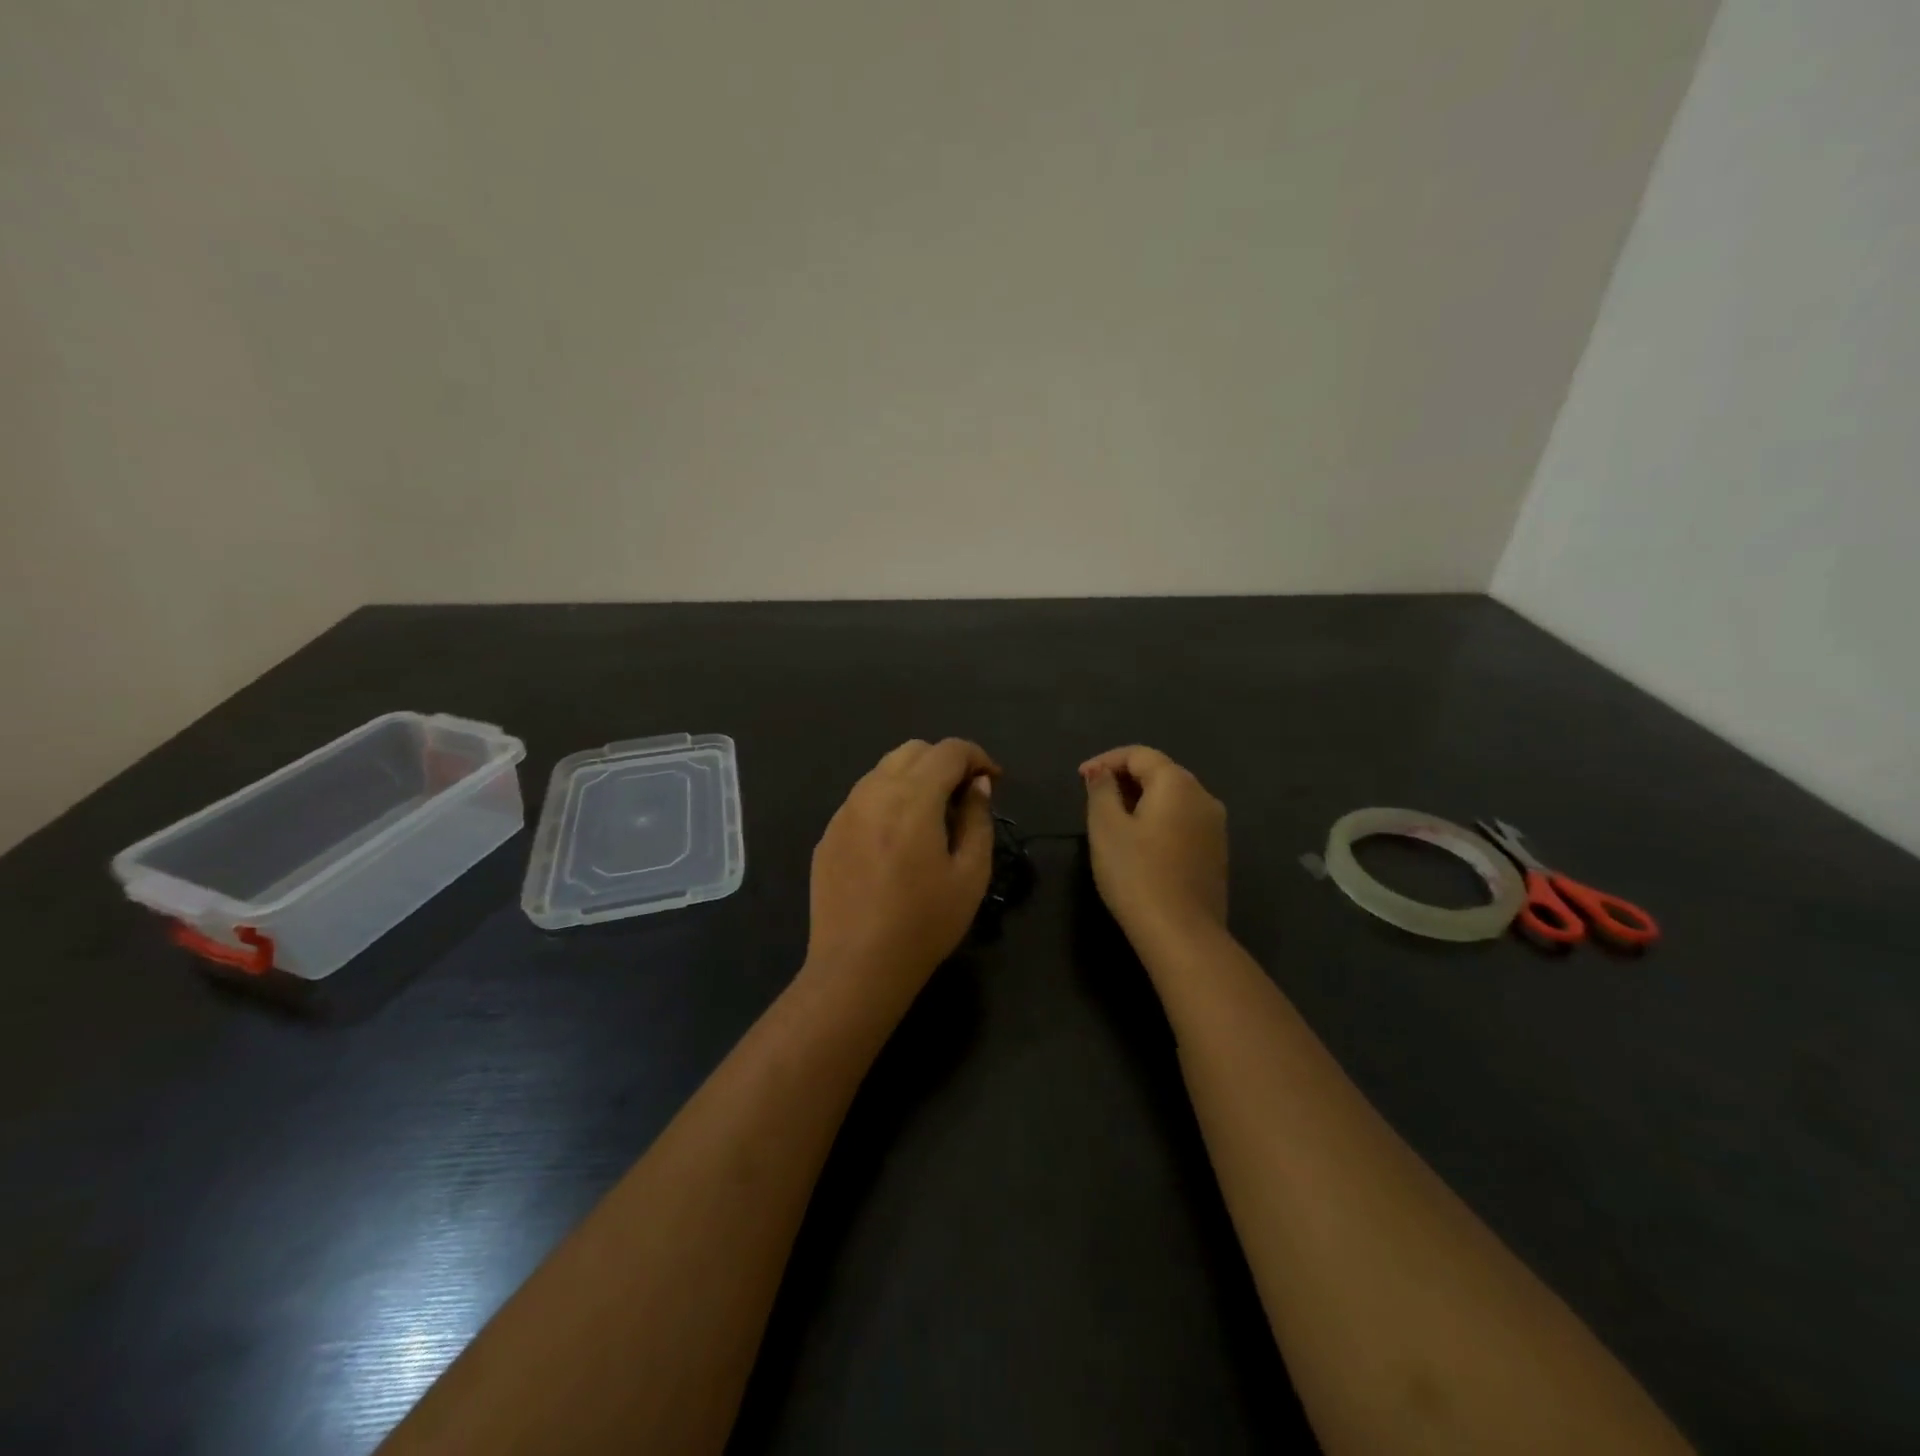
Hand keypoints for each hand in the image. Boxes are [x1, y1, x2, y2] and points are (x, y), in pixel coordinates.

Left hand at [806, 739, 1000, 1011]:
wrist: (857, 967)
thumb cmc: (924, 924)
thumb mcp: (970, 875)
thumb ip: (978, 819)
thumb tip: (977, 785)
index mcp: (912, 799)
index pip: (948, 751)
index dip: (977, 757)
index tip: (993, 781)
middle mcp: (872, 793)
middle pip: (912, 750)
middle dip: (944, 762)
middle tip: (964, 795)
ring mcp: (844, 813)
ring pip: (883, 770)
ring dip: (914, 777)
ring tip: (932, 815)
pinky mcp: (828, 834)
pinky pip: (862, 798)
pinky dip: (887, 799)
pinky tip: (897, 838)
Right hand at [1081, 746, 1227, 948]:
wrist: (1182, 934)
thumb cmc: (1137, 874)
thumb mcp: (1106, 827)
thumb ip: (1101, 791)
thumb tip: (1101, 772)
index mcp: (1178, 784)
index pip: (1139, 754)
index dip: (1106, 760)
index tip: (1080, 779)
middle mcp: (1204, 797)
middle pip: (1160, 773)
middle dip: (1124, 779)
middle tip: (1093, 798)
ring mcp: (1215, 827)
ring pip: (1173, 799)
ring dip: (1141, 800)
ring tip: (1112, 820)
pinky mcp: (1216, 853)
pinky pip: (1183, 822)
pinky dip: (1158, 821)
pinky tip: (1139, 844)